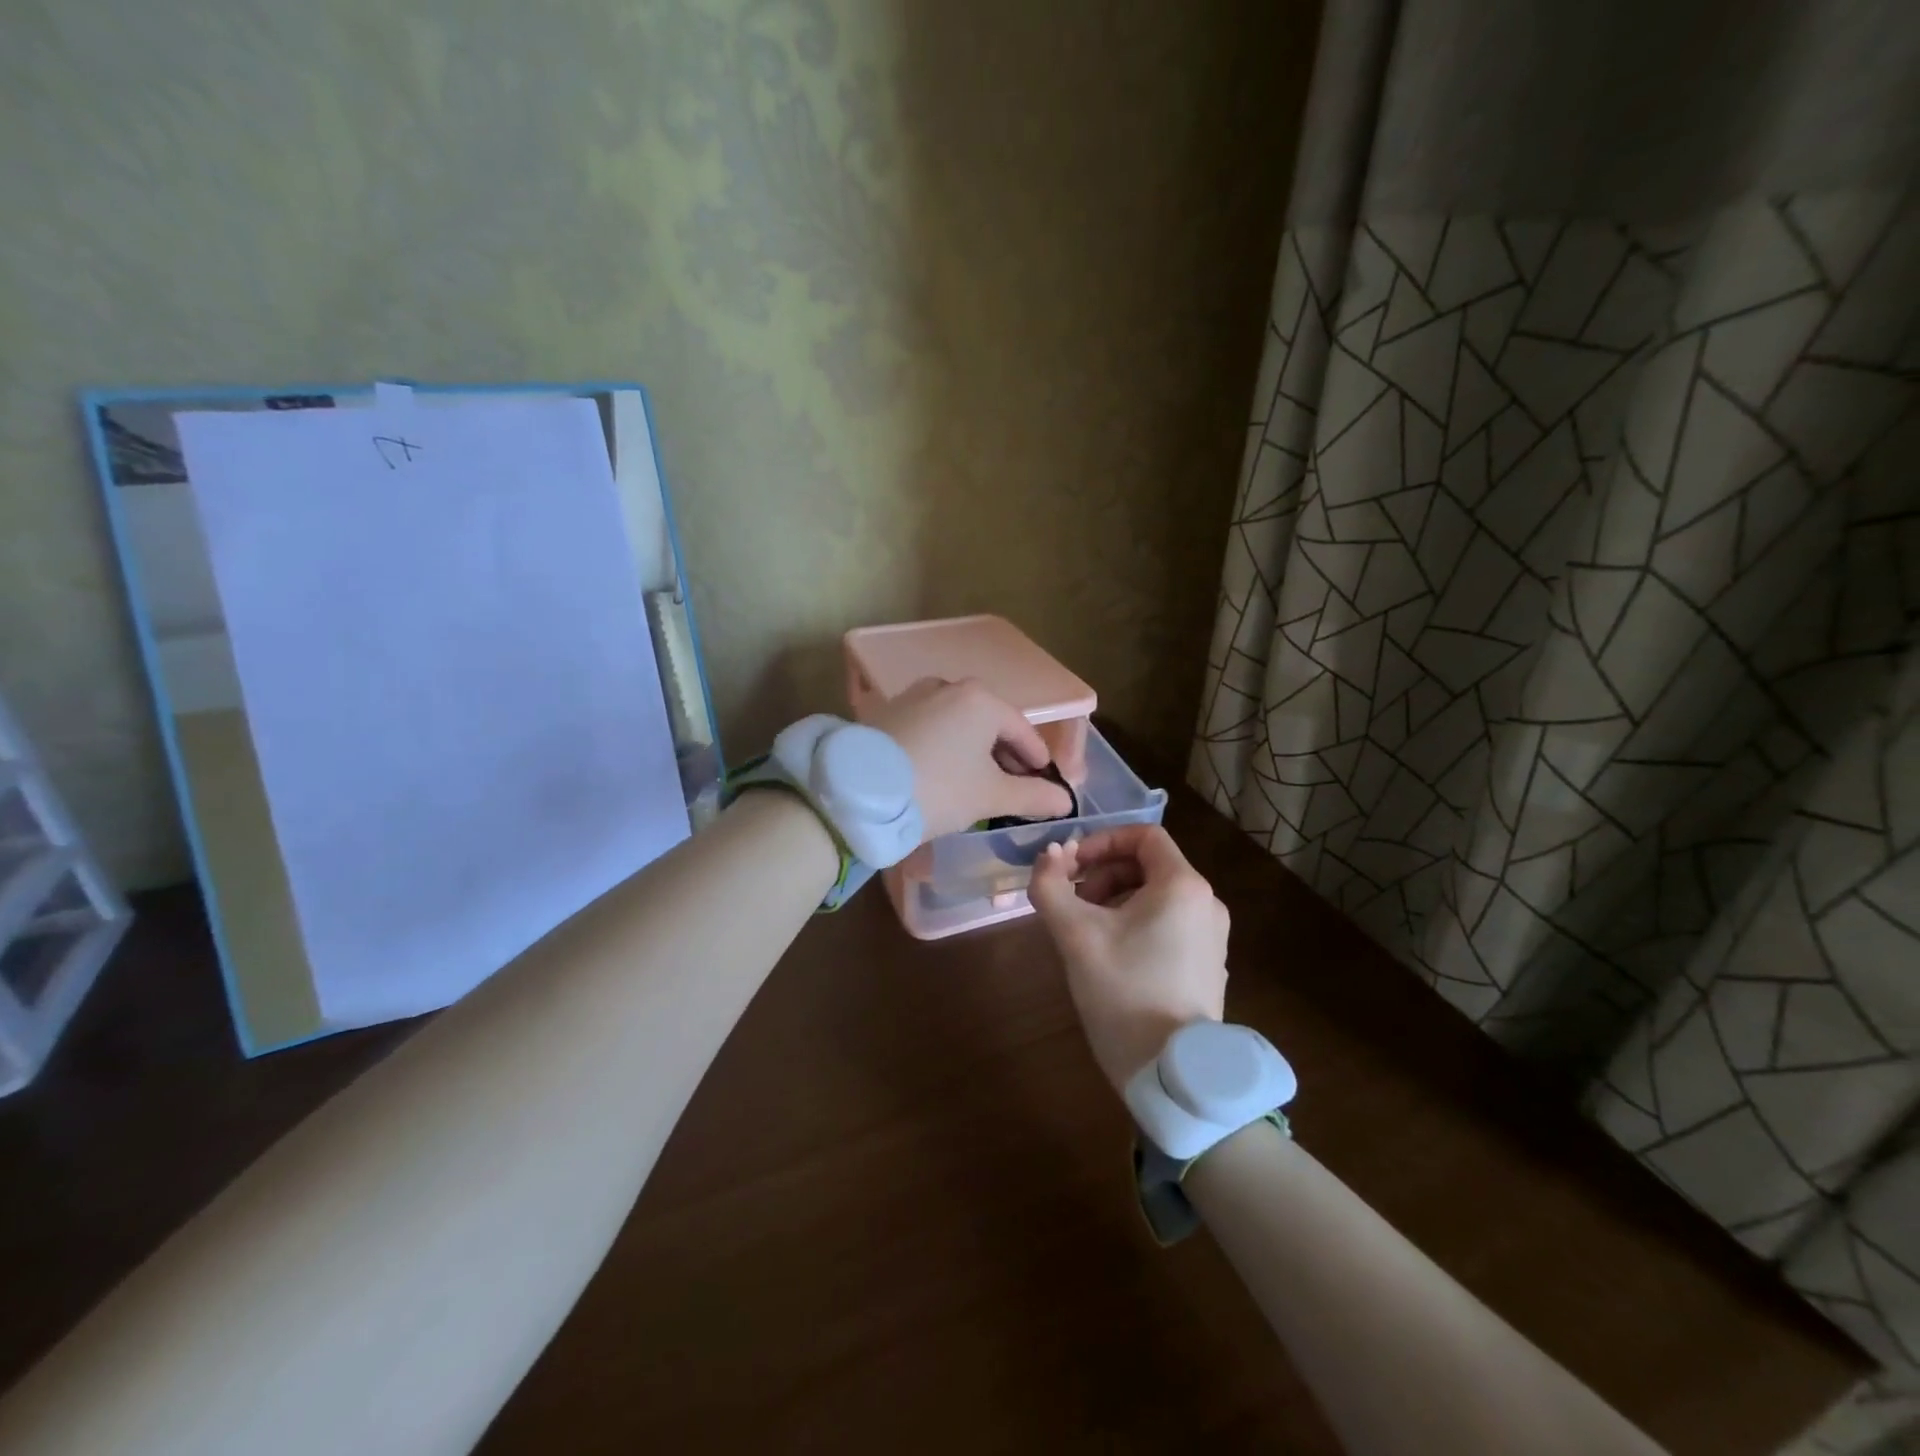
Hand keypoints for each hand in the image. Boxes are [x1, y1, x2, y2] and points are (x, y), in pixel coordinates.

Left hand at [868, 678, 1073, 839]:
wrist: (859, 794)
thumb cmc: (938, 789)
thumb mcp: (991, 796)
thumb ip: (1033, 795)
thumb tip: (1065, 800)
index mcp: (981, 699)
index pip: (1023, 732)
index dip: (1038, 762)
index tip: (1045, 786)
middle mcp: (948, 686)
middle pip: (990, 724)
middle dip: (1005, 757)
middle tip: (1012, 790)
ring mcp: (914, 696)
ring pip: (958, 725)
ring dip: (973, 753)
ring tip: (975, 785)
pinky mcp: (887, 713)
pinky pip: (930, 728)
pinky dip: (944, 748)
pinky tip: (940, 774)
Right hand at [1027, 826, 1229, 1097]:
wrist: (1172, 1073)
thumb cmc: (1123, 992)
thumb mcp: (1075, 935)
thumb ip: (1051, 886)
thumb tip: (1048, 855)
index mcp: (1182, 886)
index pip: (1143, 835)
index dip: (1102, 840)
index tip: (1071, 866)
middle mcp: (1206, 903)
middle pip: (1148, 865)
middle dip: (1103, 874)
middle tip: (1072, 903)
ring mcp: (1212, 937)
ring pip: (1157, 896)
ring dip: (1115, 900)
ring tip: (1086, 932)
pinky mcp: (1208, 965)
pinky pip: (1169, 924)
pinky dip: (1136, 924)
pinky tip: (1111, 957)